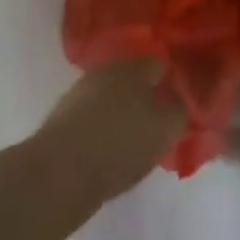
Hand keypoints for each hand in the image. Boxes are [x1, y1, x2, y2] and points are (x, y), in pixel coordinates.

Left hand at [32, 60, 184, 206]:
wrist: (57, 174)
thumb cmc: (120, 144)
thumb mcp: (165, 129)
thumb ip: (179, 111)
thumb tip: (179, 102)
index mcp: (132, 66)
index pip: (160, 64)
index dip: (173, 82)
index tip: (182, 104)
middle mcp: (104, 71)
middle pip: (133, 80)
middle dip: (146, 97)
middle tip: (160, 124)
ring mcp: (79, 94)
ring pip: (111, 99)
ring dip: (123, 114)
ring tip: (135, 142)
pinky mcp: (61, 120)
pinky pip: (93, 119)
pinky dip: (103, 130)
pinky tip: (110, 152)